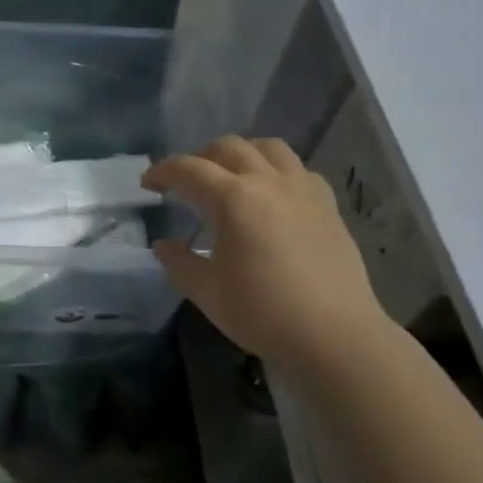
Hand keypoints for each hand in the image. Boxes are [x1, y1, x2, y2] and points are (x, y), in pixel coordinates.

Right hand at [144, 137, 386, 367]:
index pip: (189, 169)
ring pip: (270, 148)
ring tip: (232, 176)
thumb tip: (163, 247)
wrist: (334, 335)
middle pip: (229, 147)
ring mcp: (303, 190)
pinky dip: (278, 171)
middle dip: (201, 157)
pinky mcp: (328, 205)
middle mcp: (269, 182)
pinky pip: (299, 170)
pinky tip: (273, 195)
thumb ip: (180, 264)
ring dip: (243, 153)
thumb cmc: (263, 313)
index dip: (163, 171)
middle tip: (188, 181)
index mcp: (234, 199)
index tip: (148, 183)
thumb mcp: (208, 293)